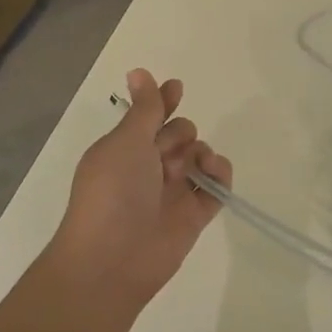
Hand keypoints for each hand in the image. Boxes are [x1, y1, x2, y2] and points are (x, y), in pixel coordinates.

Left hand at [52, 68, 231, 309]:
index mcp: (125, 149)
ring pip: (199, 158)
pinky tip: (213, 173)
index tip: (177, 88)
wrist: (112, 260)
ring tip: (196, 164)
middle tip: (169, 151)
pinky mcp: (194, 216)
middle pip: (179, 135)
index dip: (164, 102)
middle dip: (181, 134)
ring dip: (202, 152)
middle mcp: (148, 169)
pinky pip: (216, 187)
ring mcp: (172, 193)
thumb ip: (144, 108)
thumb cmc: (112, 192)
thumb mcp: (126, 141)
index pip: (150, 117)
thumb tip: (139, 71)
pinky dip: (219, 175)